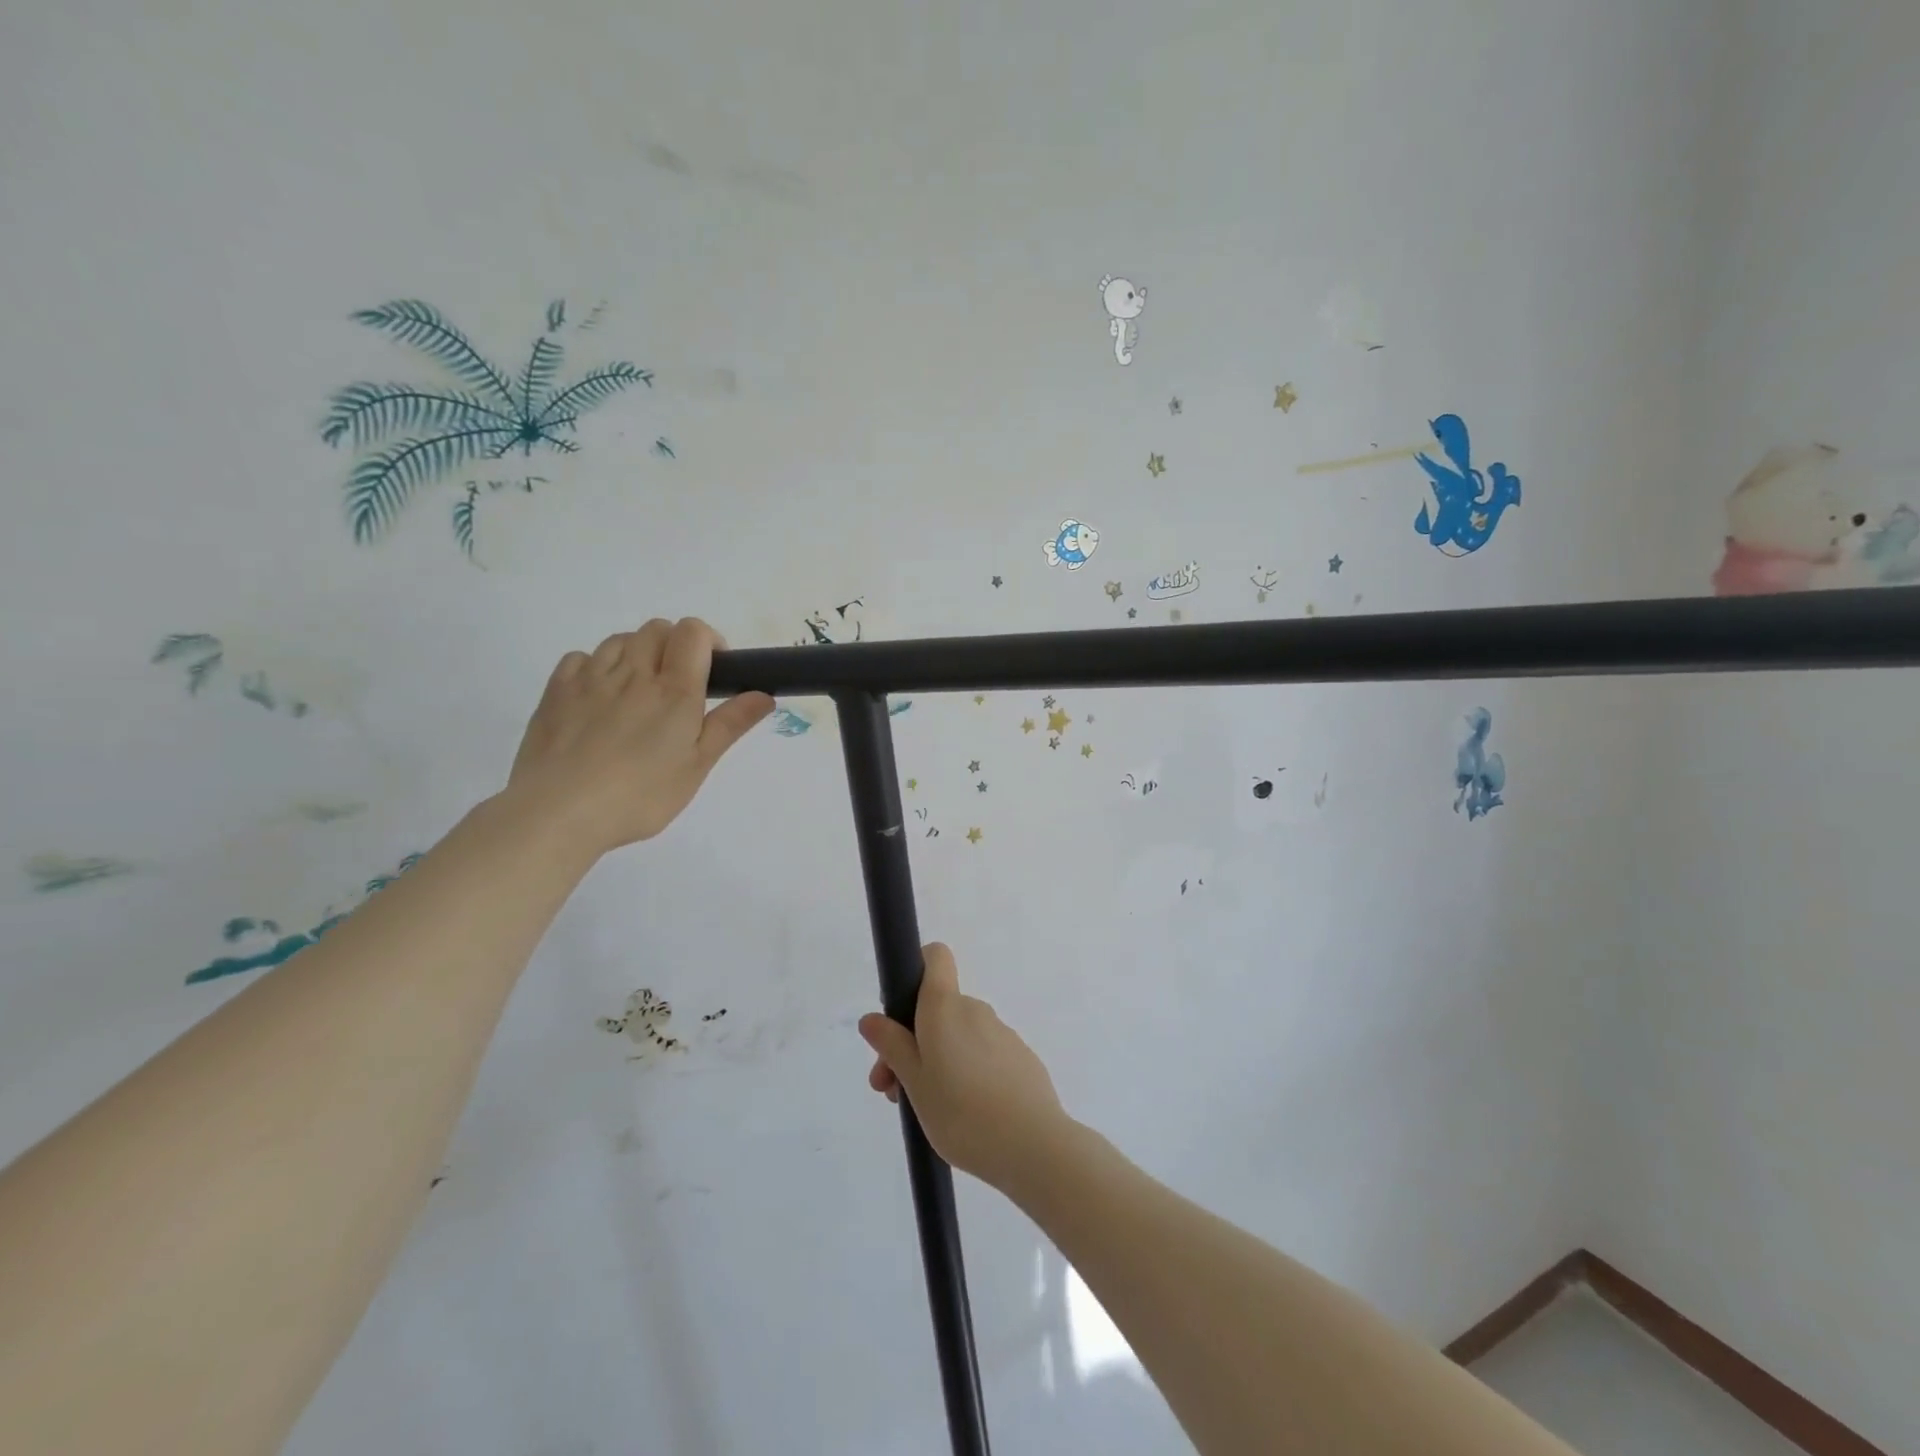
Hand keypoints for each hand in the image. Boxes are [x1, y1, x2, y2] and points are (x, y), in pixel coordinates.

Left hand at [503, 618, 772, 859]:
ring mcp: (590, 678)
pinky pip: (582, 658)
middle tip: (678, 685)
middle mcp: (633, 673)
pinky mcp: (557, 690)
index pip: (693, 632)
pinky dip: (597, 666)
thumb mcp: (696, 767)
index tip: (714, 670)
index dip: (708, 640)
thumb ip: (730, 725)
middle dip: (674, 645)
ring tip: (640, 690)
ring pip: (620, 639)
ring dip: (638, 653)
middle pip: (657, 629)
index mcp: (674, 690)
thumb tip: (764, 694)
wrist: (559, 812)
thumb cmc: (639, 796)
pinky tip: (600, 696)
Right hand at [858, 943, 1072, 1192]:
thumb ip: (892, 1046)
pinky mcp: (1020, 1058)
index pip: (934, 957)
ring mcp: (1001, 1033)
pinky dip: (966, 1073)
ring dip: (936, 1062)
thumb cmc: (961, 1111)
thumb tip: (872, 1018)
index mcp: (945, 1006)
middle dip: (911, 1042)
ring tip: (926, 1112)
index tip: (899, 1012)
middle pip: (936, 1009)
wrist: (1033, 1145)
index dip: (915, 970)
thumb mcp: (914, 1082)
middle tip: (894, 1091)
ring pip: (958, 1036)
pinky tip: (966, 1115)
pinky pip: (982, 1054)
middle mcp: (975, 1009)